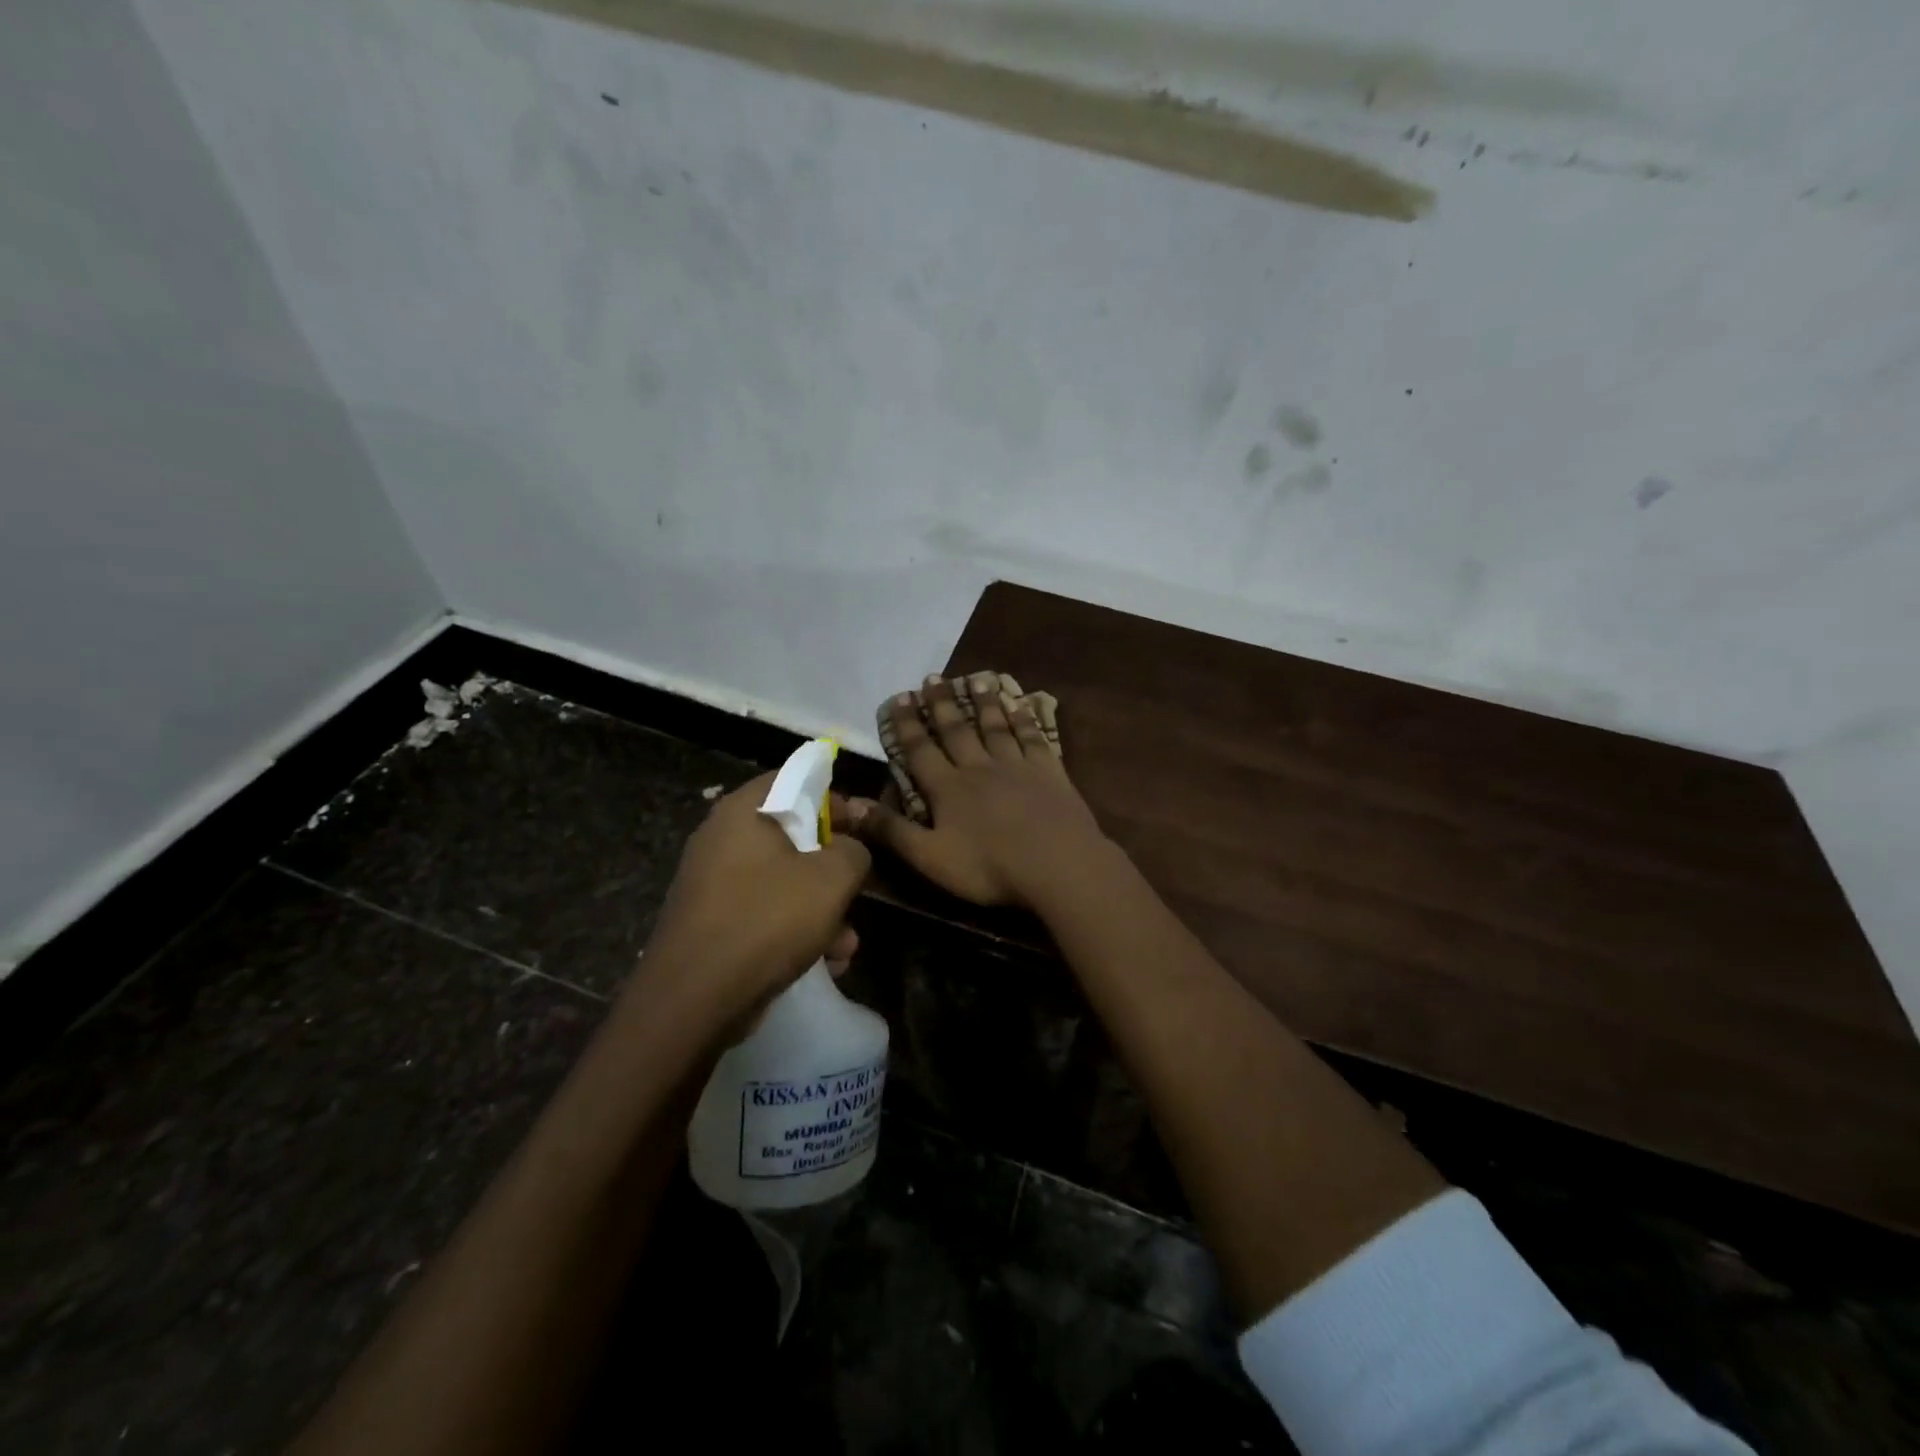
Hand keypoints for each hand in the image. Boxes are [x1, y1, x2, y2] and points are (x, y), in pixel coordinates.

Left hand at [634, 773, 870, 1035]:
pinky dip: (793, 930)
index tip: (862, 827)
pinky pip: (762, 912)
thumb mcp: (831, 879)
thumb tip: (851, 847)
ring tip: (847, 945)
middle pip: (792, 835)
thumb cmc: (767, 921)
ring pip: (781, 881)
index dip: (834, 799)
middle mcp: (721, 838)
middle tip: (856, 888)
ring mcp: (711, 882)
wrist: (692, 1001)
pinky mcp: (710, 922)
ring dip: (820, 909)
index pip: (795, 779)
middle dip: (831, 867)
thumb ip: (853, 851)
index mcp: (743, 811)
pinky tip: (823, 963)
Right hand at [849, 674, 1108, 906]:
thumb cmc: (989, 867)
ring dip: (983, 703)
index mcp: (948, 789)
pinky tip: (1020, 703)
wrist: (1056, 864)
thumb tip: (848, 804)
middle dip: (942, 704)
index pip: (921, 750)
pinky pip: (1033, 737)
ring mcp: (1016, 766)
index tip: (901, 697)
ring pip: (995, 727)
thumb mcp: (929, 857)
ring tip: (976, 679)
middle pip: (957, 730)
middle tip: (933, 678)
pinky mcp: (1049, 771)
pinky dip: (1024, 718)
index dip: (908, 724)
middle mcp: (979, 767)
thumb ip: (890, 830)